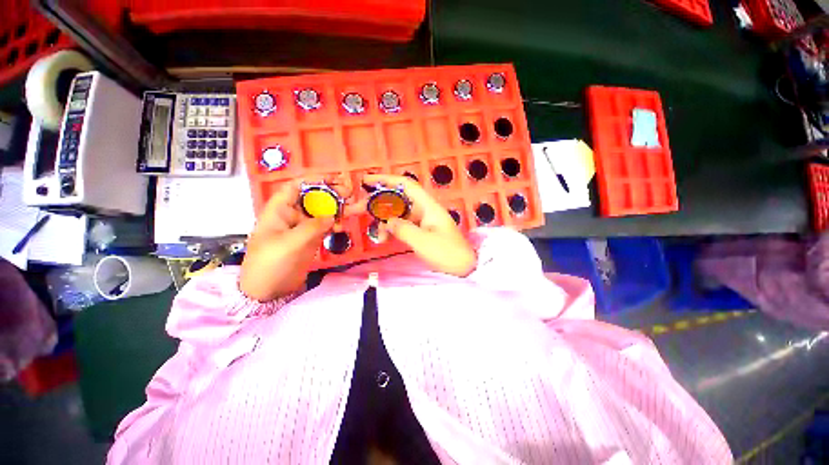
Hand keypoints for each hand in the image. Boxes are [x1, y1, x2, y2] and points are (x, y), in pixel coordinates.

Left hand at [240, 176, 353, 301]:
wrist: (267, 291)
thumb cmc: (271, 263)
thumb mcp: (291, 243)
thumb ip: (313, 226)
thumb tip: (332, 216)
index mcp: (280, 209)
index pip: (296, 186)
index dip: (315, 180)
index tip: (336, 179)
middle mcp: (291, 215)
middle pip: (312, 197)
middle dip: (331, 193)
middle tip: (350, 194)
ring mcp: (301, 227)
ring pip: (321, 211)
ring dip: (337, 208)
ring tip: (354, 207)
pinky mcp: (310, 238)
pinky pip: (324, 225)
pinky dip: (334, 223)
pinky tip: (342, 225)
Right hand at [362, 174, 476, 276]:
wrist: (464, 268)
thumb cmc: (447, 253)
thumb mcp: (423, 241)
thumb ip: (402, 229)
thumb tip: (387, 221)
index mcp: (428, 206)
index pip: (406, 185)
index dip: (386, 180)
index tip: (366, 181)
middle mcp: (424, 210)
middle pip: (398, 199)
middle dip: (378, 203)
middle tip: (358, 209)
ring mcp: (422, 221)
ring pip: (398, 214)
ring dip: (385, 221)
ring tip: (378, 236)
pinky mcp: (421, 231)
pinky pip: (402, 226)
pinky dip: (392, 230)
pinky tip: (385, 239)